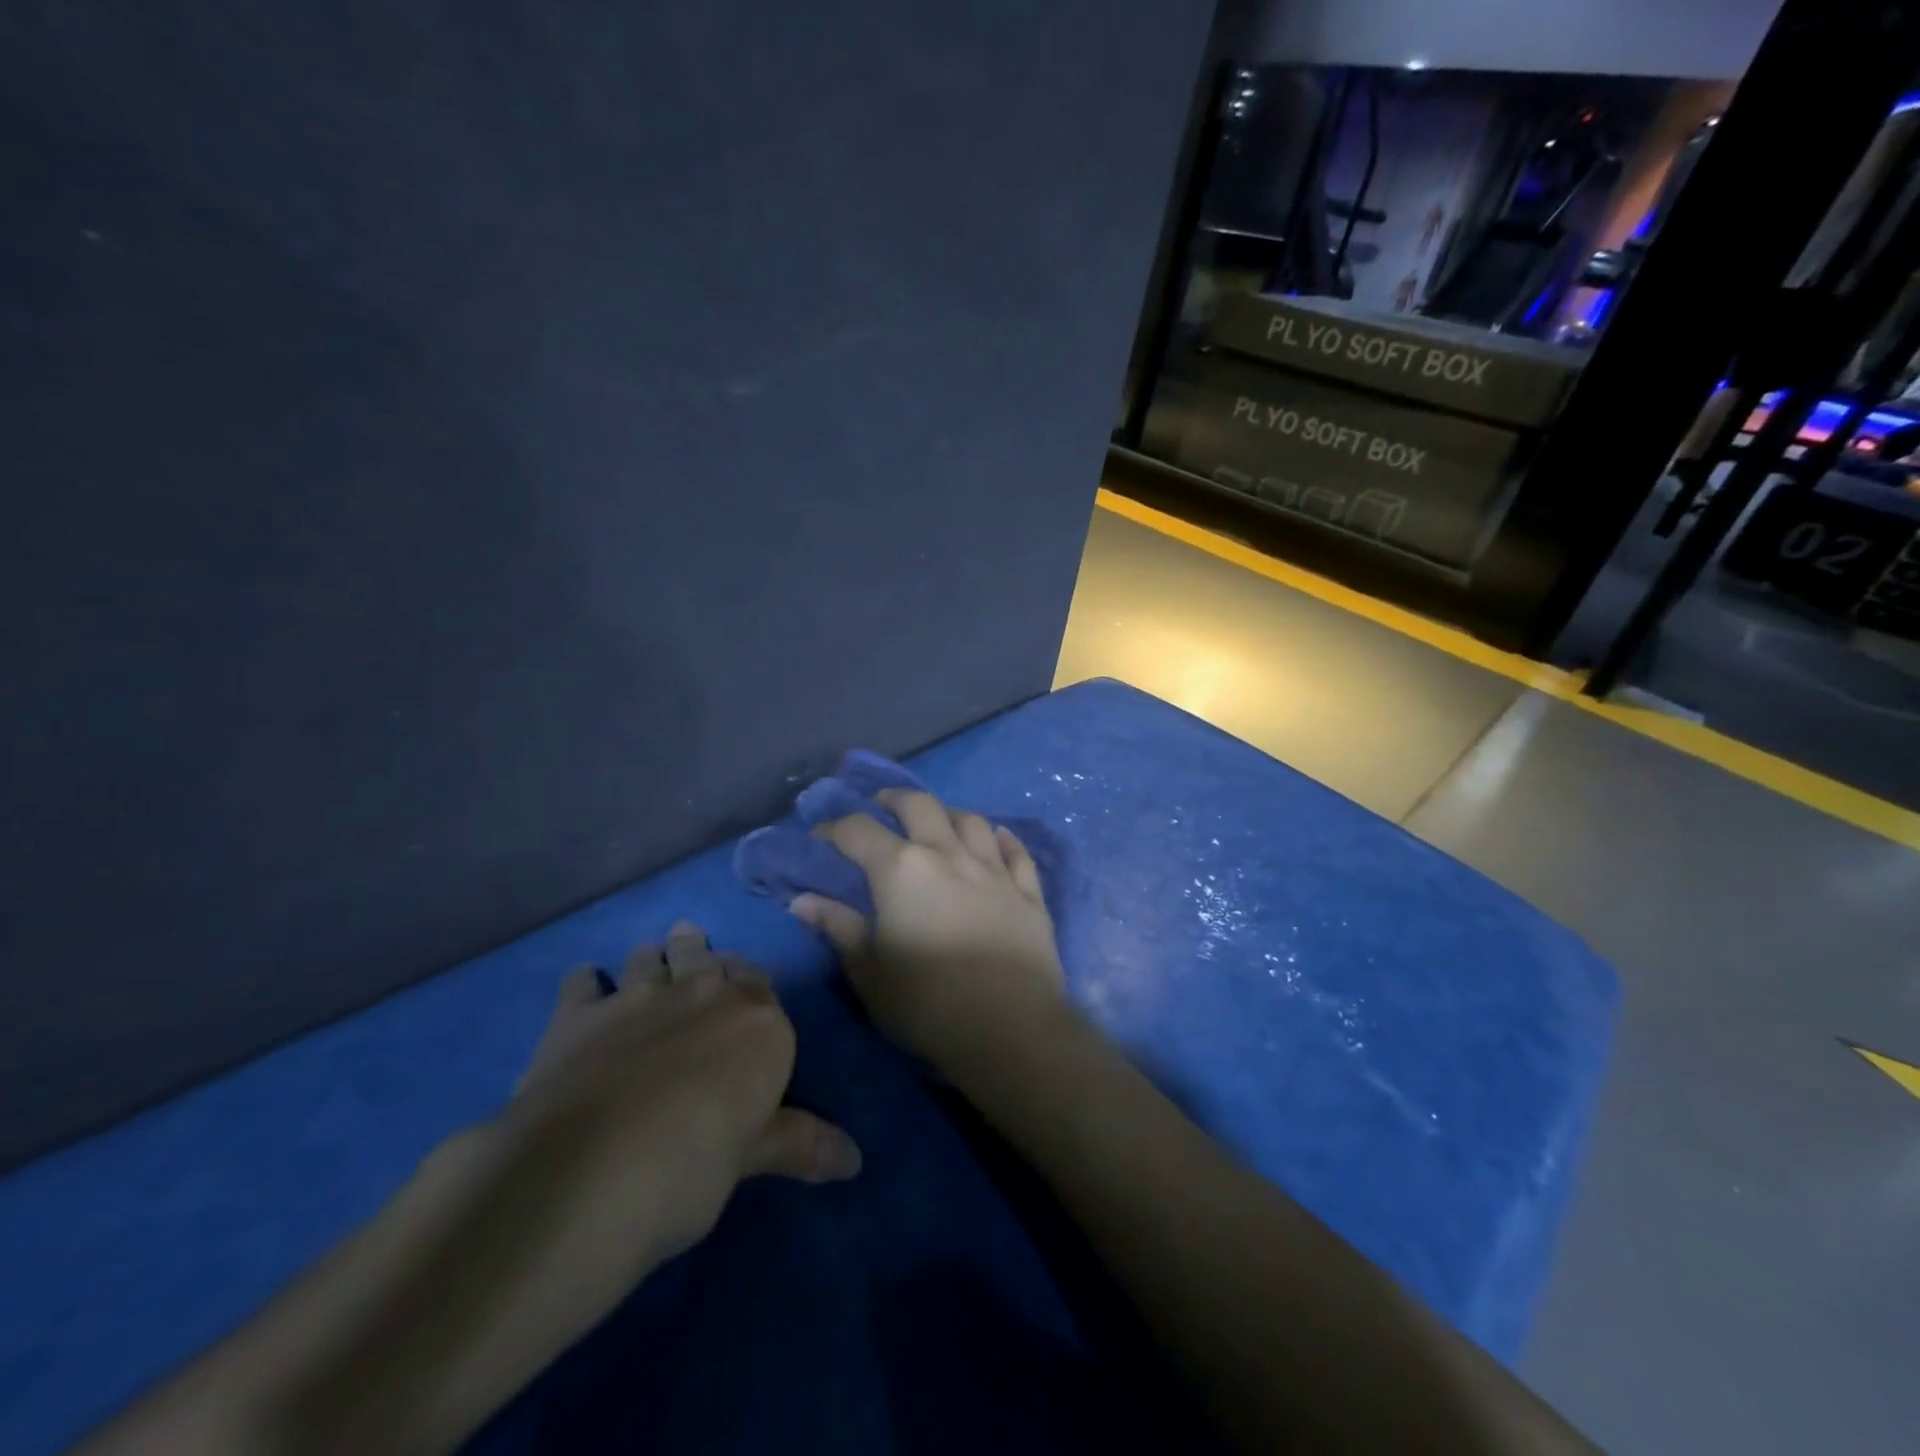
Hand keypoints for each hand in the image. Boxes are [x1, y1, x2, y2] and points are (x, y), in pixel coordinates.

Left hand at [505, 922, 861, 1271]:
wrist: (591, 1169)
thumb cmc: (693, 1165)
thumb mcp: (752, 1157)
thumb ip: (800, 1145)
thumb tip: (855, 1161)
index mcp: (757, 1022)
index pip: (760, 983)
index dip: (750, 983)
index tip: (744, 988)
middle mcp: (703, 994)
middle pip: (706, 957)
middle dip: (701, 954)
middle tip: (695, 950)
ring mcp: (637, 997)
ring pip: (650, 958)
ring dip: (653, 957)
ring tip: (650, 957)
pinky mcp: (578, 1014)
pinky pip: (583, 982)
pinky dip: (586, 982)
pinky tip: (585, 986)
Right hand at [792, 789, 1069, 1079]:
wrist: (1009, 1028)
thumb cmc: (926, 1003)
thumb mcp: (868, 971)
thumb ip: (837, 928)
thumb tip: (802, 901)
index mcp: (901, 869)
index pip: (858, 831)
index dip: (834, 828)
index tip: (820, 835)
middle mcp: (948, 854)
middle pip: (920, 806)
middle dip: (895, 799)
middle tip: (882, 804)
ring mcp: (994, 870)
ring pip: (972, 821)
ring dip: (949, 813)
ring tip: (938, 819)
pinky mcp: (1028, 893)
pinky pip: (1017, 853)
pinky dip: (1004, 839)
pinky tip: (999, 837)